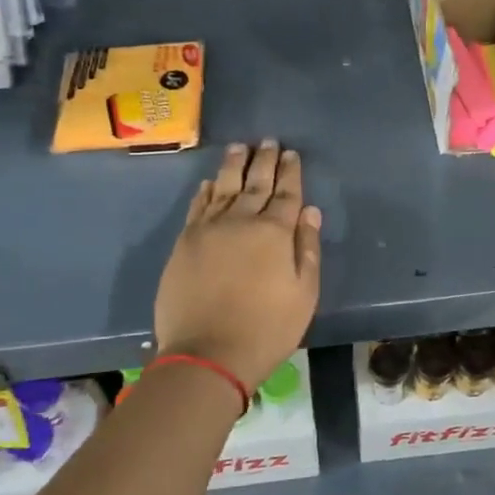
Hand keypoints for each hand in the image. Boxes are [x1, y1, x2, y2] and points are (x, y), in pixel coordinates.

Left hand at [153, 141, 322, 390]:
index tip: (292, 153)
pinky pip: (197, 207)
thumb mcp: (304, 294)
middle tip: (268, 141)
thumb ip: (307, 248)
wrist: (207, 354)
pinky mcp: (185, 242)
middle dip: (264, 160)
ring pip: (223, 186)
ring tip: (239, 147)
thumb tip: (309, 210)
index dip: (291, 172)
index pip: (286, 193)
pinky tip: (209, 182)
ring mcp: (209, 229)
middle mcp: (241, 221)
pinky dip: (205, 191)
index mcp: (275, 233)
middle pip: (255, 183)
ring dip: (233, 165)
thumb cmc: (266, 328)